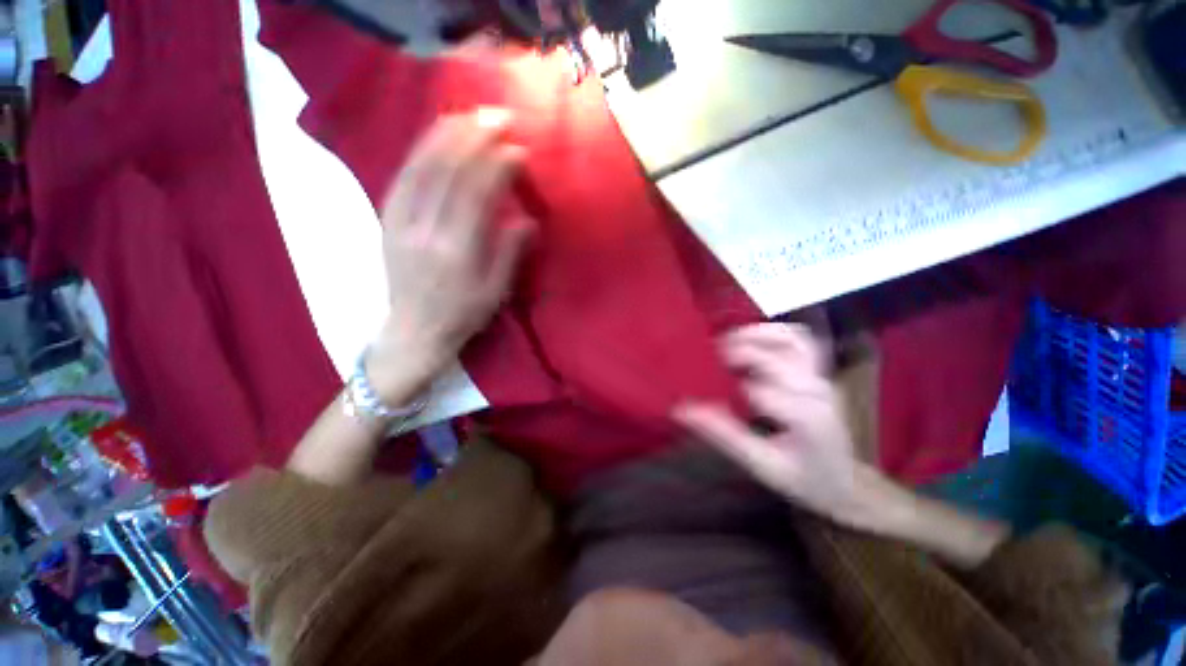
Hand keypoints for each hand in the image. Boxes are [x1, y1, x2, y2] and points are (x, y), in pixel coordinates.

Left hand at [368, 109, 533, 402]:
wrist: (413, 331)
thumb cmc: (462, 315)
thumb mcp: (495, 292)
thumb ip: (510, 253)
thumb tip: (527, 220)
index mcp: (457, 252)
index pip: (477, 195)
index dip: (497, 167)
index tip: (517, 148)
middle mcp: (425, 231)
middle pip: (448, 172)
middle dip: (473, 138)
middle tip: (496, 116)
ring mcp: (399, 222)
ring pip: (420, 167)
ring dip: (446, 135)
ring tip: (468, 115)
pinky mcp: (386, 220)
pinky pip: (403, 176)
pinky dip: (421, 151)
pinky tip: (436, 137)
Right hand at [674, 324, 883, 527]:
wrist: (845, 481)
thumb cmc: (802, 478)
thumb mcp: (760, 463)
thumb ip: (723, 434)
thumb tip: (682, 410)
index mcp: (805, 417)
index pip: (756, 390)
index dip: (723, 385)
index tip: (699, 390)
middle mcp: (816, 389)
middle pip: (771, 358)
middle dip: (736, 355)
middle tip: (707, 362)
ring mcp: (821, 375)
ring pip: (790, 338)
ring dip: (755, 334)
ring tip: (727, 342)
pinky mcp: (820, 369)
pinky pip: (799, 339)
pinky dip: (774, 332)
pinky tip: (753, 340)